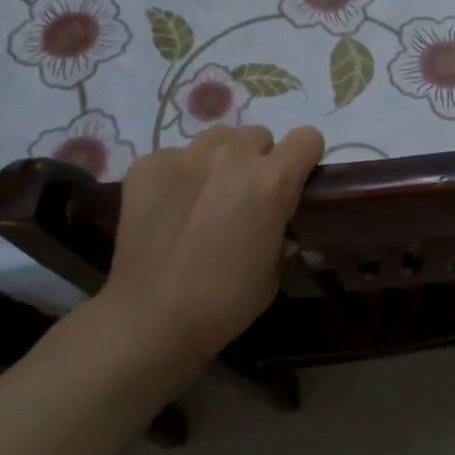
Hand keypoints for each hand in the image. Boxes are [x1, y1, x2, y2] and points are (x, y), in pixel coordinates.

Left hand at [94, 125, 324, 365]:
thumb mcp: (273, 273)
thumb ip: (280, 235)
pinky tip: (169, 210)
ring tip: (205, 197)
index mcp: (273, 180)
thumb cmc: (225, 302)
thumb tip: (278, 228)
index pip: (306, 138)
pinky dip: (178, 176)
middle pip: (258, 137)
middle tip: (244, 198)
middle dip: (259, 161)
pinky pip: (175, 156)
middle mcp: (233, 156)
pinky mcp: (148, 164)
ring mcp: (186, 155)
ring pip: (217, 139)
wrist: (150, 318)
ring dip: (220, 160)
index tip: (295, 181)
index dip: (304, 158)